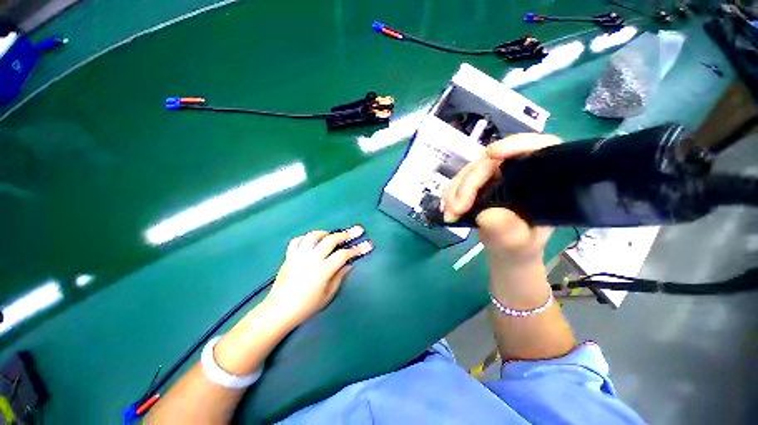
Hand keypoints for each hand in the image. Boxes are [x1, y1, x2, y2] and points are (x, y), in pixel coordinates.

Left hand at [264, 227, 371, 325]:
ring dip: (326, 233)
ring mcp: (299, 255)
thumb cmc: (306, 306)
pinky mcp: (289, 256)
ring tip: (332, 235)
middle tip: (356, 230)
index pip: (344, 254)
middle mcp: (312, 258)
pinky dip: (306, 238)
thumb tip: (349, 264)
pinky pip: (297, 240)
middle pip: (331, 240)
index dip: (357, 249)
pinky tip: (312, 241)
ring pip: (314, 236)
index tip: (367, 244)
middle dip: (346, 234)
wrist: (279, 310)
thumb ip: (339, 276)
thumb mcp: (328, 295)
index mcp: (323, 270)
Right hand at [442, 134, 560, 265]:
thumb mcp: (518, 242)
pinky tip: (446, 208)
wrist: (506, 250)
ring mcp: (495, 177)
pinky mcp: (478, 184)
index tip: (493, 154)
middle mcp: (517, 172)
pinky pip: (460, 182)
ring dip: (454, 192)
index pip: (538, 148)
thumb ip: (508, 231)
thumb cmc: (521, 245)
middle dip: (468, 184)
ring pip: (470, 171)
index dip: (517, 144)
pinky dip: (450, 194)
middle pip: (490, 163)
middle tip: (456, 209)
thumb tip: (485, 214)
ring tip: (449, 214)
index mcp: (541, 180)